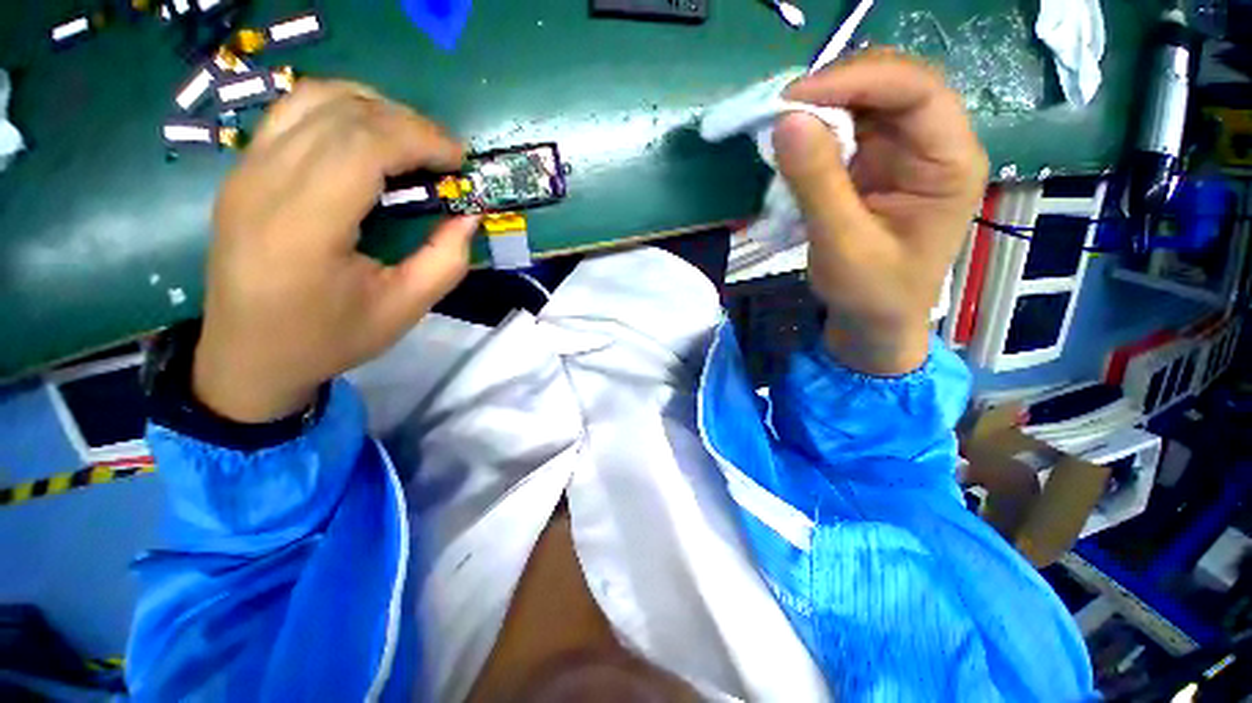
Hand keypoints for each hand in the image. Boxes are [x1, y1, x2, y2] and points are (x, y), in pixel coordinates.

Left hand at [193, 80, 479, 422]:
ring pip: (313, 99)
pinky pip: (293, 113)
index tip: (460, 161)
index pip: (363, 146)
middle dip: (407, 122)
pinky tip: (369, 139)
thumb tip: (469, 217)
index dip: (421, 139)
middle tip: (446, 155)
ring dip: (374, 107)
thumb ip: (445, 261)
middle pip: (342, 114)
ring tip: (411, 141)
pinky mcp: (242, 170)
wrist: (248, 356)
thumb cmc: (329, 339)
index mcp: (304, 227)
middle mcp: (264, 184)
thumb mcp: (404, 310)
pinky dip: (342, 111)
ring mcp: (245, 171)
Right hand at [773, 50, 987, 374]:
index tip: (794, 99)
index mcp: (949, 162)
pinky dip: (816, 132)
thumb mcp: (843, 245)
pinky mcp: (873, 167)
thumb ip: (817, 183)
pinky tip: (794, 146)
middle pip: (893, 84)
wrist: (874, 322)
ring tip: (782, 126)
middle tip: (782, 109)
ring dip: (823, 107)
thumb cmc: (871, 293)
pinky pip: (846, 130)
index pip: (916, 91)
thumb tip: (784, 121)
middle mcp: (932, 145)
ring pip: (866, 102)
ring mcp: (902, 153)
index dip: (856, 80)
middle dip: (837, 87)